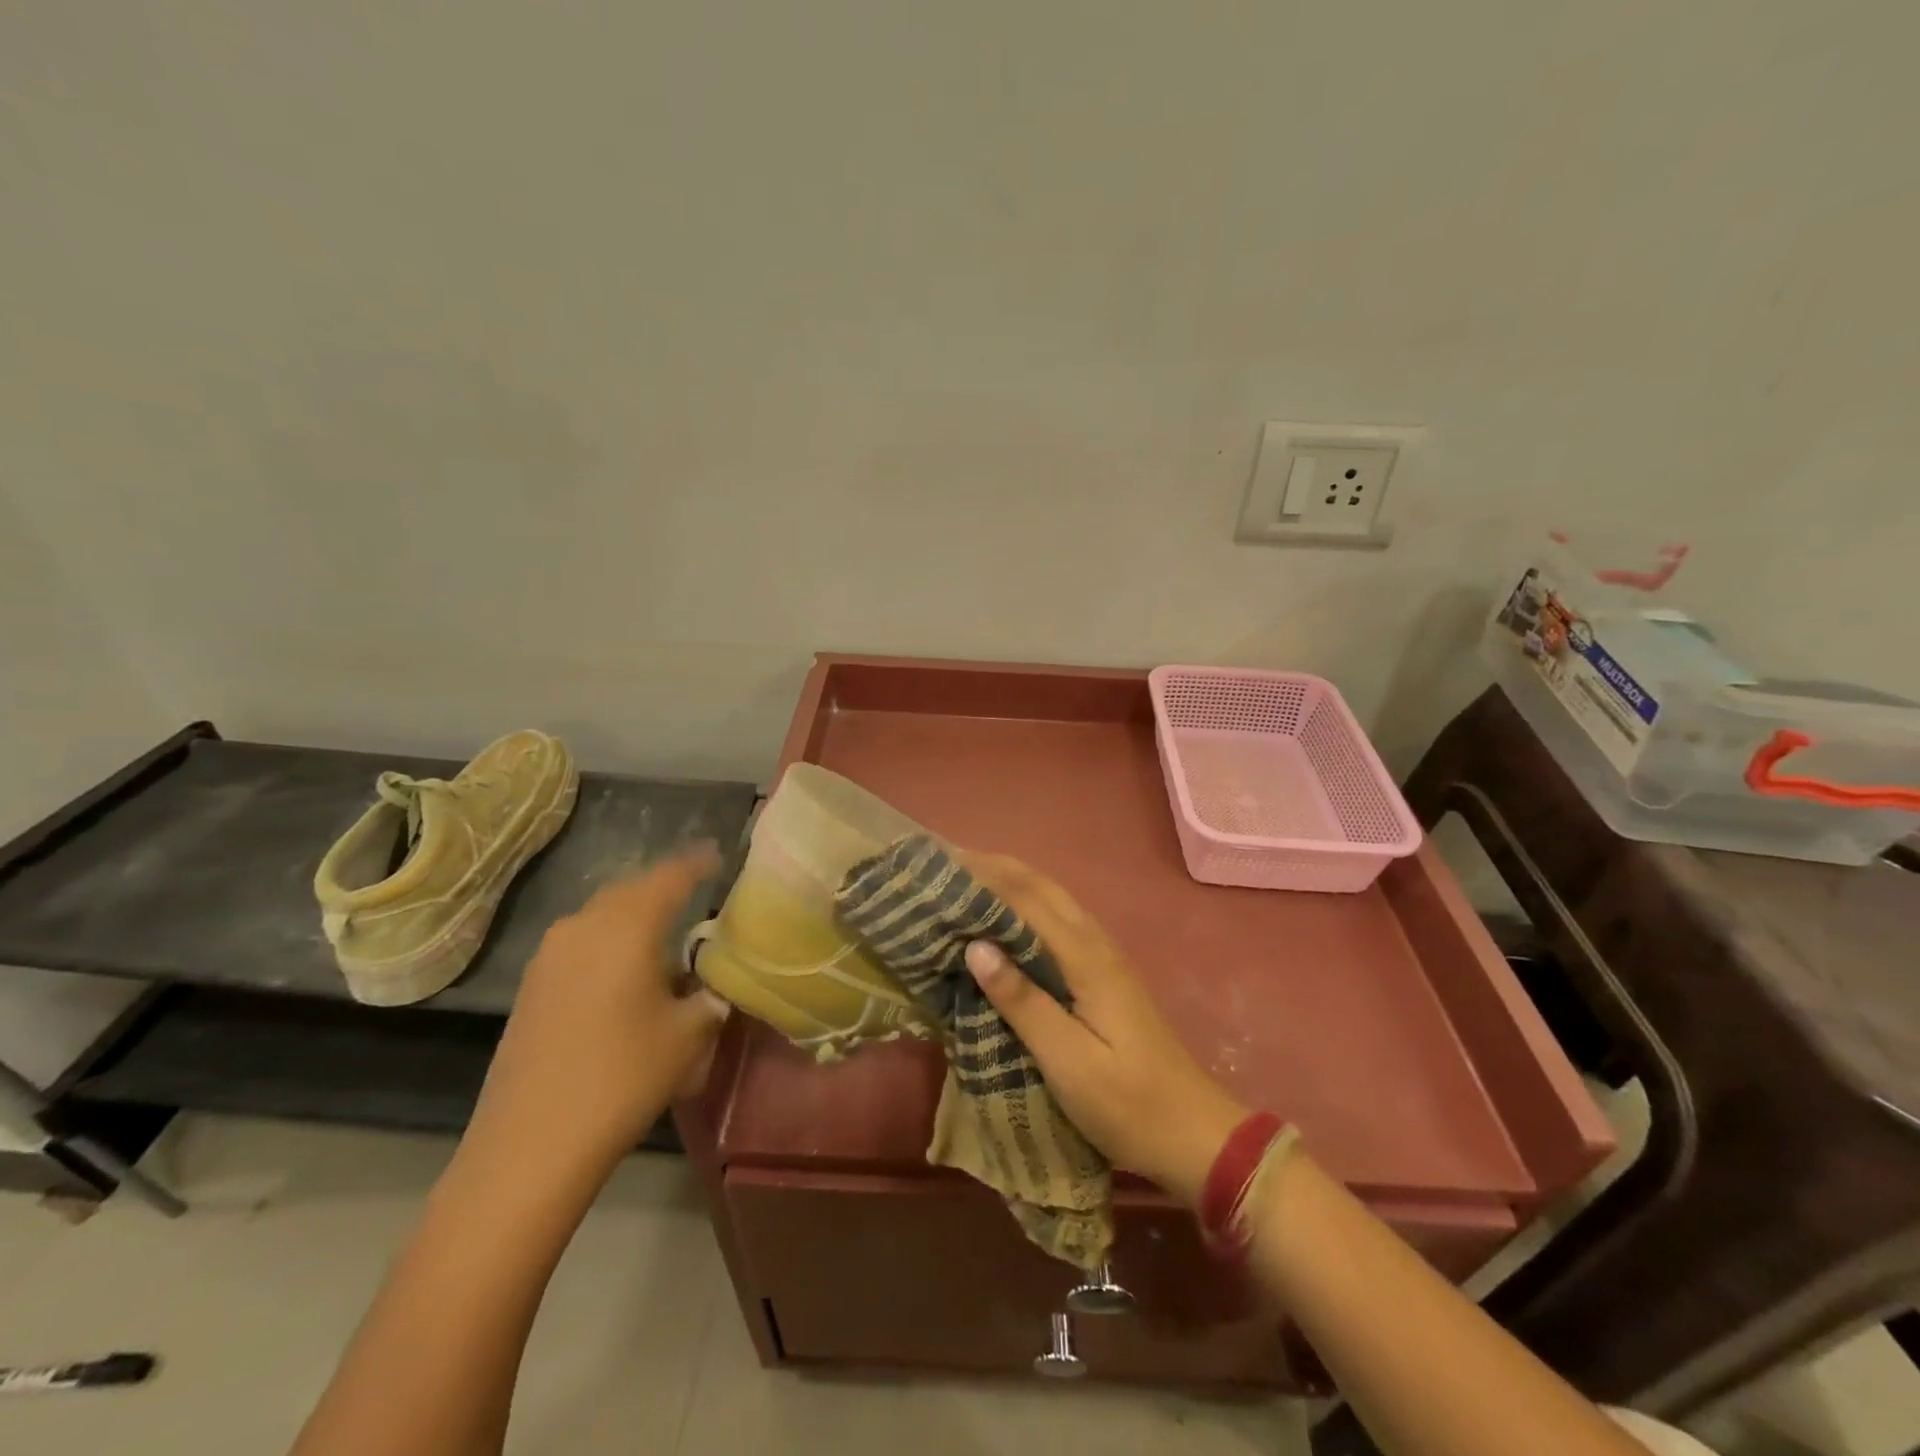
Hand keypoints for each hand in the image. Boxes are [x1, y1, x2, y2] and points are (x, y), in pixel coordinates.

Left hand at [467, 845, 730, 1171]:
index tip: (718, 855)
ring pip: (603, 915)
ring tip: (665, 934)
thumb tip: (714, 985)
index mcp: (627, 925)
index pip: (671, 876)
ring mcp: (550, 955)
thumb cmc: (623, 1076)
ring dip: (634, 916)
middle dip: (665, 887)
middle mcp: (584, 926)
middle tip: (696, 894)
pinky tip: (626, 972)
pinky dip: (610, 941)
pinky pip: (582, 942)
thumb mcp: (689, 1035)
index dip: (698, 863)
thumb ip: (710, 997)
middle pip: (632, 890)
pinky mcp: (532, 985)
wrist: (530, 1144)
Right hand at [960, 853, 1248, 1206]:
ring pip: (1051, 900)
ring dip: (1009, 882)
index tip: (939, 863)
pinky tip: (1003, 922)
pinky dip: (1024, 908)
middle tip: (944, 862)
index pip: (1026, 899)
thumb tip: (975, 946)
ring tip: (964, 880)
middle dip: (994, 868)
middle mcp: (1096, 944)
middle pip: (1041, 887)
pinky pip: (1057, 923)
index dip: (983, 876)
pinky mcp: (1102, 975)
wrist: (1192, 1134)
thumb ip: (1022, 1002)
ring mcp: (1103, 957)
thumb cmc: (1128, 1104)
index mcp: (1086, 959)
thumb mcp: (1069, 1062)